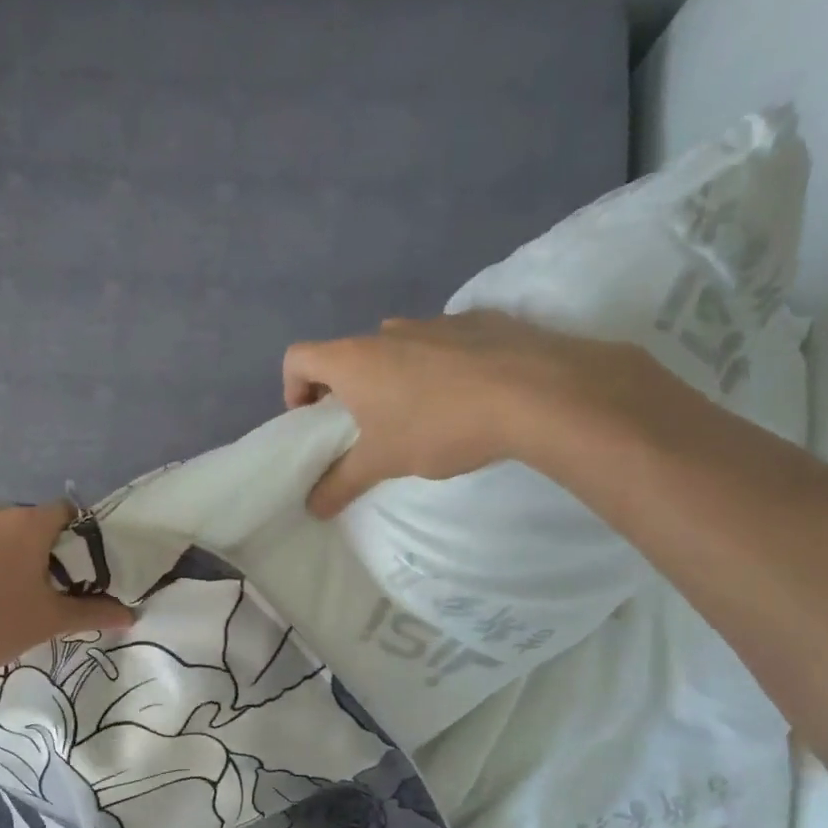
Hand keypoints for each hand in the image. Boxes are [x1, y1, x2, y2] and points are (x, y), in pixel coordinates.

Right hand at [282, 311, 643, 516]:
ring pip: (397, 350)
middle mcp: (387, 331)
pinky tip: (465, 399)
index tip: (314, 423)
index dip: (293, 390)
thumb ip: (341, 483)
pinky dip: (438, 368)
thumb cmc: (439, 426)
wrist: (534, 393)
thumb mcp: (384, 462)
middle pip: (349, 355)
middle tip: (366, 431)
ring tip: (421, 418)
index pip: (298, 358)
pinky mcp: (478, 322)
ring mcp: (435, 320)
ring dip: (394, 379)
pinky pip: (441, 345)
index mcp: (354, 358)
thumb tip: (312, 507)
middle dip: (348, 392)